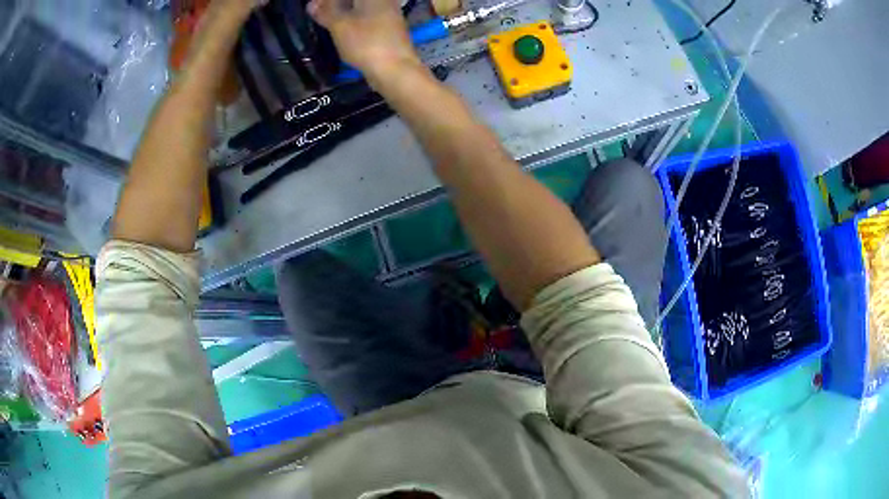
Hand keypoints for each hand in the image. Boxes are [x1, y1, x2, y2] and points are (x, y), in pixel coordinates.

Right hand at [307, 0, 424, 83]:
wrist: (395, 69)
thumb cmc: (366, 42)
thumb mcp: (339, 26)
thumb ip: (325, 12)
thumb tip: (311, 4)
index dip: (327, 1)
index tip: (315, 7)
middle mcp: (384, 1)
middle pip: (356, 1)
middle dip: (336, 5)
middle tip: (319, 14)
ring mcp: (390, 14)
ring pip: (362, 8)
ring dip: (344, 12)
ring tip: (328, 21)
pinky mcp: (390, 29)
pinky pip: (368, 18)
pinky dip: (354, 21)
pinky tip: (344, 31)